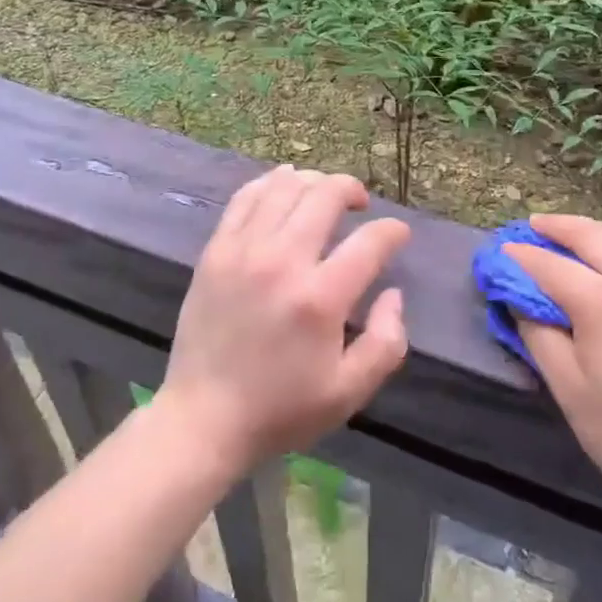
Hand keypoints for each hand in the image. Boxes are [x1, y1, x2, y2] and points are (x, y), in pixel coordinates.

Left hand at [155, 165, 409, 476]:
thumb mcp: (349, 392)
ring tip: (324, 194)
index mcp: (320, 299)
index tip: (397, 235)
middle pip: (325, 195)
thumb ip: (386, 342)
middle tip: (360, 204)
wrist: (203, 419)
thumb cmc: (281, 410)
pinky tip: (284, 186)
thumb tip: (394, 294)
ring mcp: (244, 251)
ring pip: (285, 186)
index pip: (369, 241)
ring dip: (313, 181)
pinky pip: (246, 197)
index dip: (392, 231)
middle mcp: (282, 262)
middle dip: (352, 190)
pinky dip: (270, 182)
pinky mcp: (216, 251)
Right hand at [507, 214, 601, 533]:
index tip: (501, 251)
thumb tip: (520, 301)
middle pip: (595, 238)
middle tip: (533, 224)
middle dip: (560, 227)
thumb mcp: (569, 390)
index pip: (553, 268)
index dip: (523, 258)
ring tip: (573, 232)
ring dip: (596, 230)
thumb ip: (539, 336)